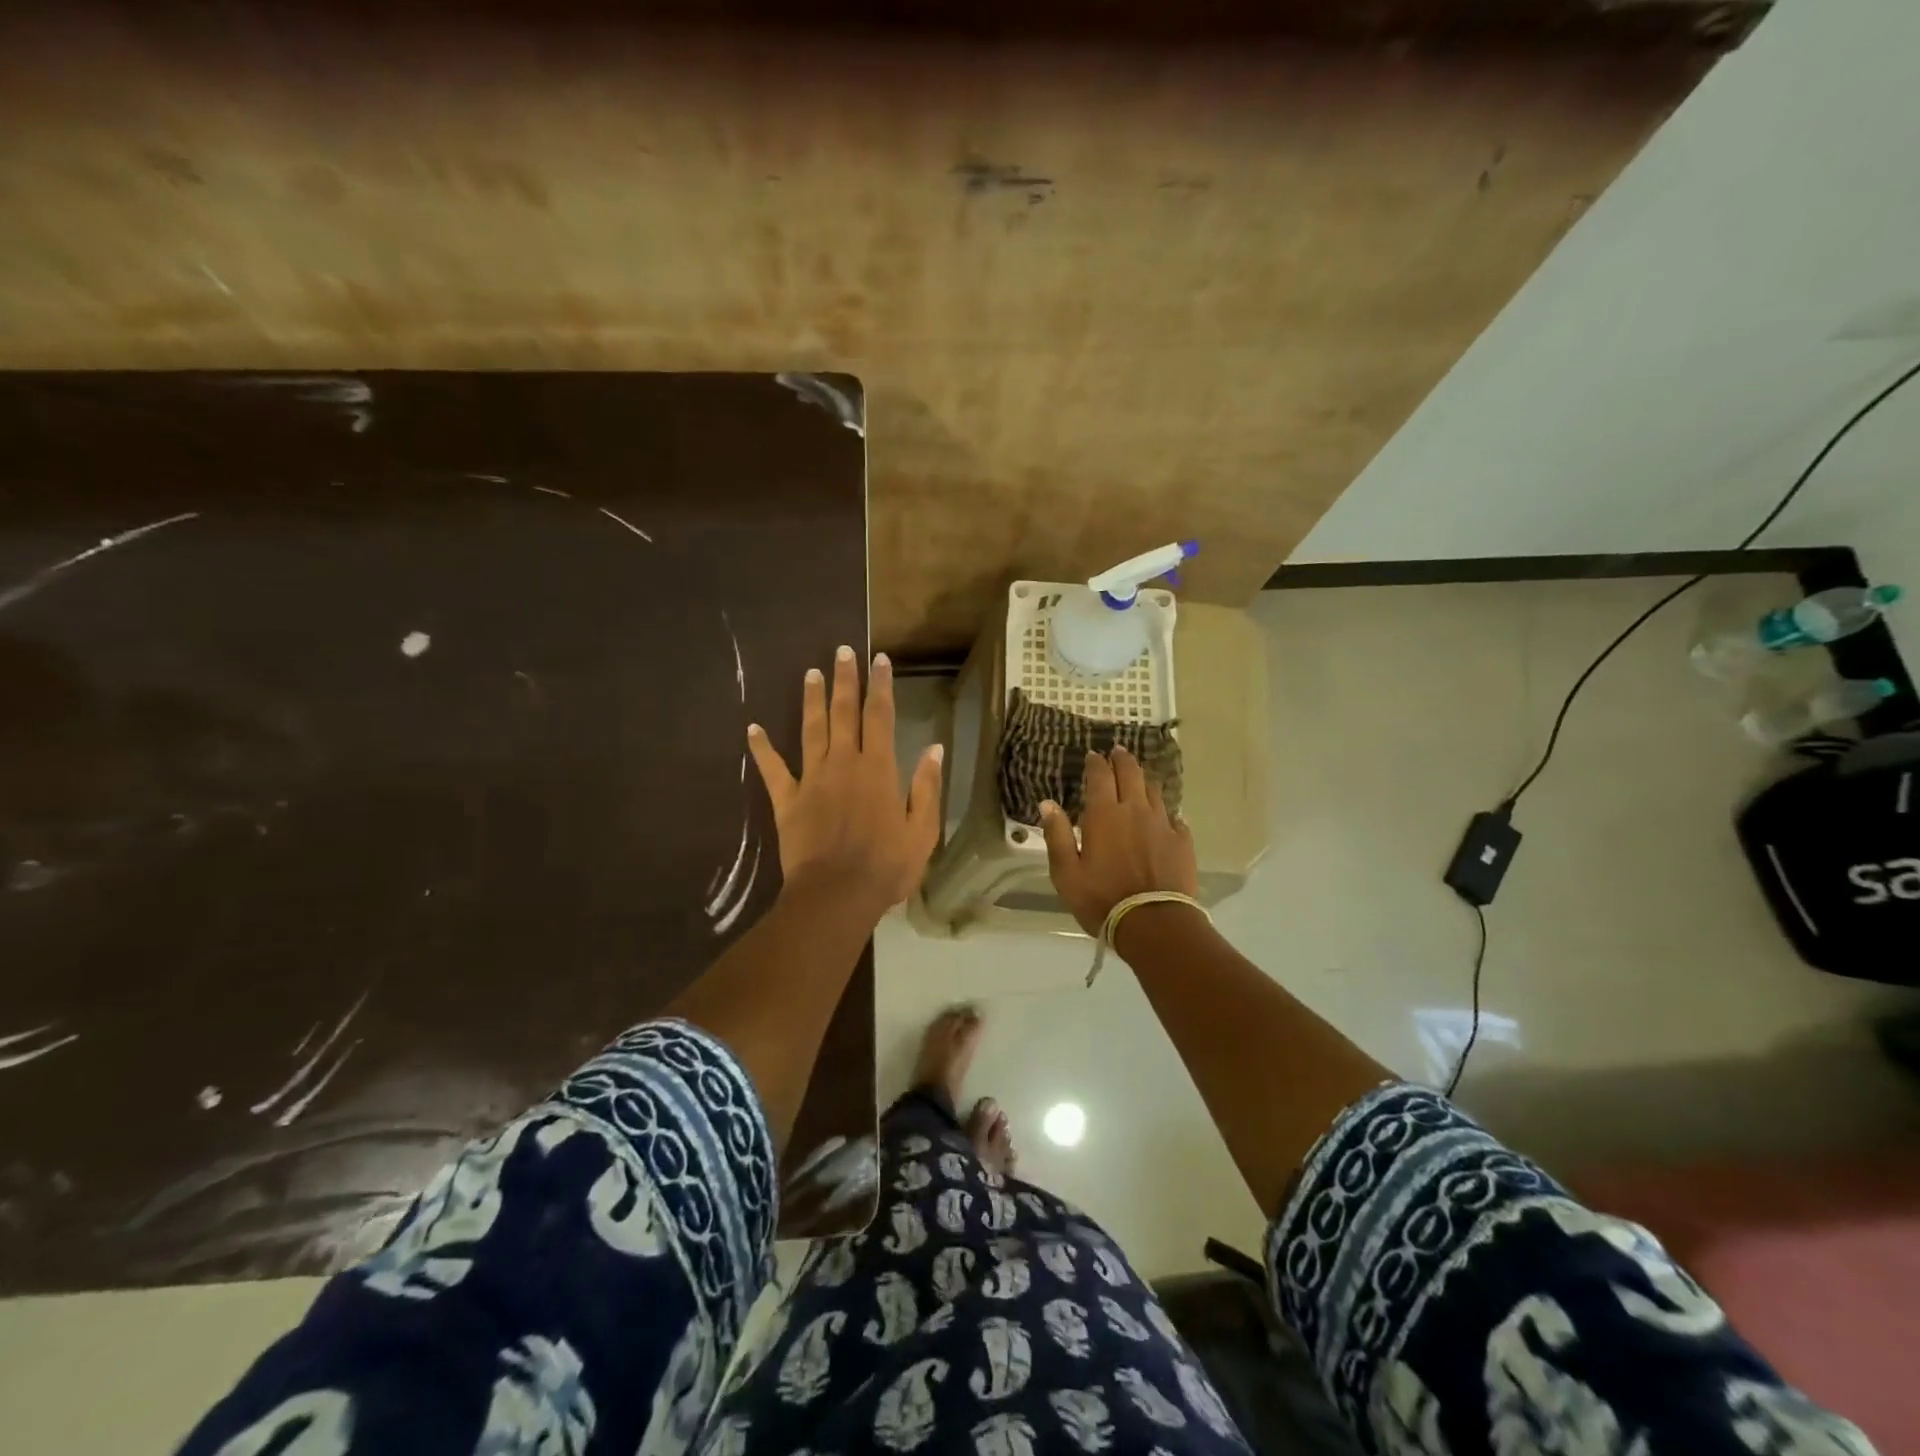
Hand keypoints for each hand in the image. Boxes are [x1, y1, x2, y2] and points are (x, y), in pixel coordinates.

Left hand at [747, 646, 943, 917]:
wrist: (837, 895)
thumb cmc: (886, 866)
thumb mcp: (922, 830)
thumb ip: (927, 786)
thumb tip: (933, 747)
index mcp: (878, 768)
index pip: (880, 716)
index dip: (880, 686)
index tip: (879, 659)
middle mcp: (843, 763)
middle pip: (843, 713)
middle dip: (845, 680)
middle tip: (842, 651)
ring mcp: (812, 779)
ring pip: (811, 730)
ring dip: (811, 700)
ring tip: (811, 672)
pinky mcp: (787, 800)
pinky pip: (773, 769)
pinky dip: (762, 749)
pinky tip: (753, 729)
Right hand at [1039, 746, 1198, 936]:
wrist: (1154, 923)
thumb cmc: (1101, 899)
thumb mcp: (1066, 873)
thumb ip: (1057, 835)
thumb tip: (1047, 803)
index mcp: (1104, 814)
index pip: (1100, 776)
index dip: (1096, 762)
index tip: (1093, 755)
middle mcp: (1135, 810)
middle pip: (1131, 773)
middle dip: (1122, 759)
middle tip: (1117, 752)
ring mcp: (1162, 824)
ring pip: (1154, 790)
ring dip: (1144, 779)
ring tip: (1139, 776)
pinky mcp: (1182, 841)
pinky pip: (1175, 817)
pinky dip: (1166, 811)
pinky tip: (1165, 815)